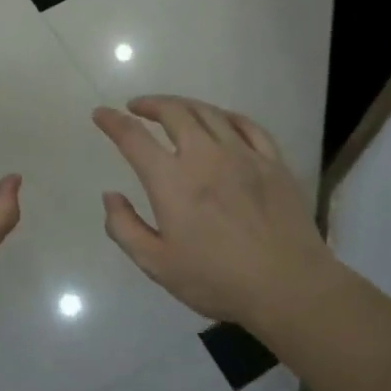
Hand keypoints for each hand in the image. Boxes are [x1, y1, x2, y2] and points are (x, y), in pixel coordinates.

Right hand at [93, 96, 342, 330]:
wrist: (289, 287)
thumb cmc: (217, 279)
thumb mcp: (157, 264)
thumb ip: (125, 228)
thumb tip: (110, 195)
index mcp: (172, 180)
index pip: (133, 137)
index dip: (113, 121)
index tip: (101, 114)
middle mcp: (204, 156)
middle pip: (173, 112)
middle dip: (150, 104)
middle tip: (137, 107)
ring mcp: (243, 154)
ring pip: (208, 112)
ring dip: (184, 105)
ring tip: (173, 109)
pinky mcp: (272, 161)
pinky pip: (246, 125)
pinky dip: (225, 116)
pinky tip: (220, 120)